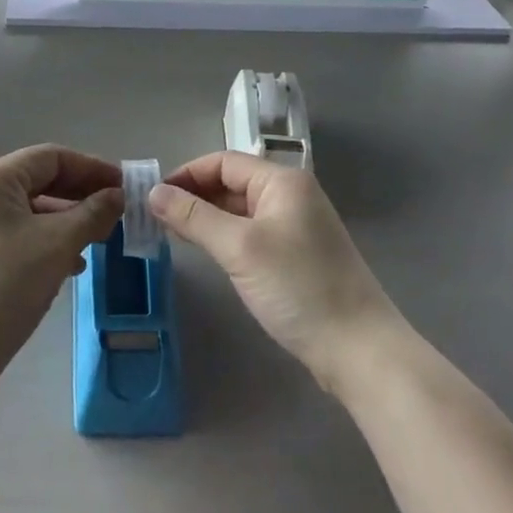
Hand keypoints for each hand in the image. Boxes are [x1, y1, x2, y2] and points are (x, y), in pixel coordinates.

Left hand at [0, 145, 121, 383]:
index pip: (52, 157)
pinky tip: (69, 264)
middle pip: (39, 179)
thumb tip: (117, 195)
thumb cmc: (5, 287)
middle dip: (80, 195)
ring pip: (28, 208)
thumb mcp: (58, 245)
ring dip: (66, 220)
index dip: (92, 168)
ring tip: (98, 241)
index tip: (125, 186)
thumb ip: (93, 213)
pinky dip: (44, 239)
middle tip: (116, 212)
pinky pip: (14, 231)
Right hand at [150, 153, 403, 391]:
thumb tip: (153, 192)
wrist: (359, 350)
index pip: (223, 162)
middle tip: (155, 218)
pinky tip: (207, 251)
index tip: (153, 197)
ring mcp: (296, 226)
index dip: (186, 175)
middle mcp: (291, 195)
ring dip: (207, 217)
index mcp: (282, 181)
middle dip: (194, 196)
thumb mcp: (239, 248)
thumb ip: (194, 216)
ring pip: (240, 210)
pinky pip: (252, 233)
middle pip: (232, 183)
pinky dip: (225, 236)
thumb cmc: (298, 288)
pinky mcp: (297, 256)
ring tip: (172, 233)